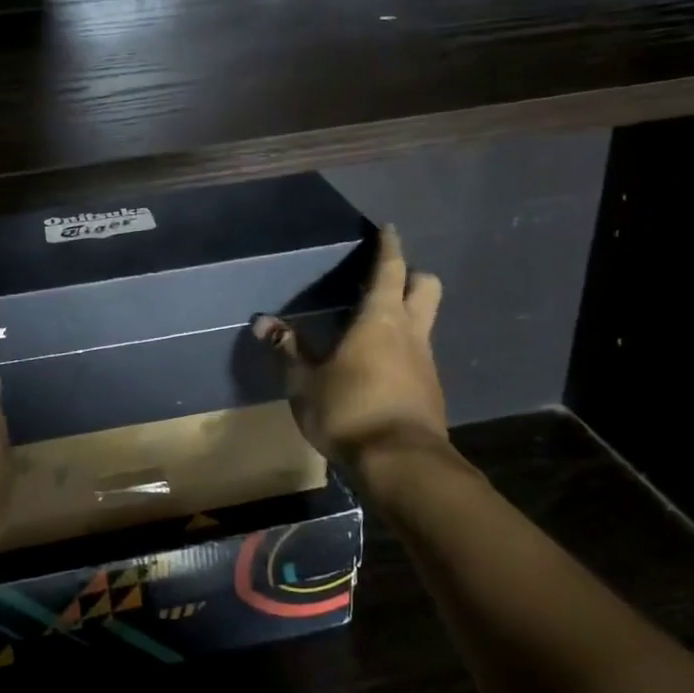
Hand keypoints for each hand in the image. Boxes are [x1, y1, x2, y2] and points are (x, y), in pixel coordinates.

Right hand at [254, 226, 448, 472]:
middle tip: (388, 280)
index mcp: (380, 319)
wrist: (401, 464)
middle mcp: (410, 332)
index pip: (390, 270)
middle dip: (412, 276)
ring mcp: (426, 362)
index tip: (389, 229)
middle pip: (426, 287)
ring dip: (407, 315)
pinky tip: (382, 369)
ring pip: (425, 322)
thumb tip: (262, 322)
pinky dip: (404, 350)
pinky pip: (420, 355)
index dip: (389, 247)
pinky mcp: (431, 390)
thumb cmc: (348, 410)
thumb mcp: (305, 382)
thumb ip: (288, 349)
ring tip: (376, 328)